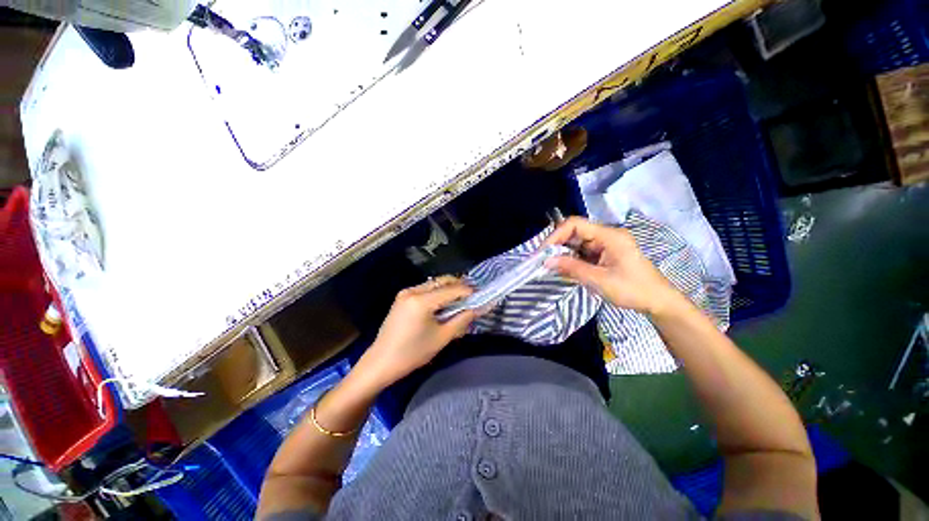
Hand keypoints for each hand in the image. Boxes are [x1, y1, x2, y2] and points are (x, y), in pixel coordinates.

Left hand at [357, 276, 476, 389]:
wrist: (381, 362)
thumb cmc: (412, 353)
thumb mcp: (441, 338)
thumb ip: (461, 320)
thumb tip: (477, 309)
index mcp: (421, 301)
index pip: (451, 290)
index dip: (468, 291)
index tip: (481, 295)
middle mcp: (412, 291)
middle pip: (442, 281)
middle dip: (458, 286)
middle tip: (472, 297)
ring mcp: (405, 293)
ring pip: (433, 284)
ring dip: (448, 289)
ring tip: (459, 301)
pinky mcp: (402, 298)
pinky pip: (425, 290)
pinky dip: (437, 293)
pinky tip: (443, 304)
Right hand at [544, 217, 681, 314]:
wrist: (658, 302)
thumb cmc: (632, 290)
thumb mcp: (599, 280)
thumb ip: (572, 268)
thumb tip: (546, 262)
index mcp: (609, 236)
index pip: (575, 224)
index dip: (556, 235)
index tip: (543, 252)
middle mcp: (606, 236)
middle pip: (575, 232)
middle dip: (558, 245)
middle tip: (544, 260)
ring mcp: (606, 244)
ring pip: (577, 243)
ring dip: (563, 253)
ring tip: (552, 266)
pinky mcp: (605, 254)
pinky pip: (583, 252)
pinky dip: (572, 260)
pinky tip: (565, 269)